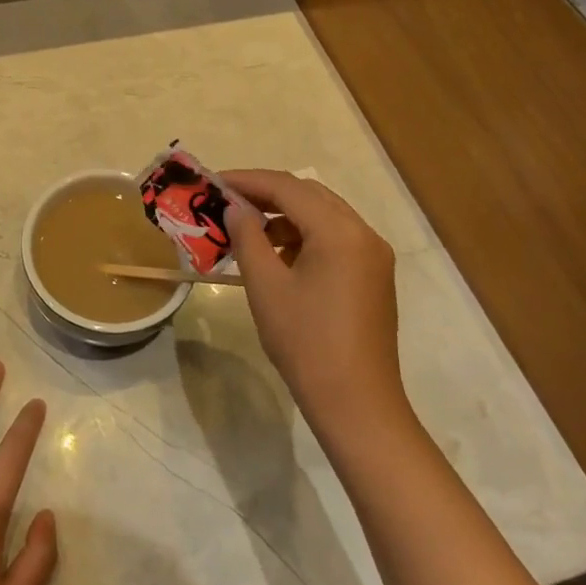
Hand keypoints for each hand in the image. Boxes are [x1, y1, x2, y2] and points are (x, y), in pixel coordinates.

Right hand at [224, 170, 409, 443]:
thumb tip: (235, 208)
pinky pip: (335, 238)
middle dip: (266, 193)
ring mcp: (373, 255)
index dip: (247, 180)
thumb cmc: (306, 343)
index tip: (213, 181)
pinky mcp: (373, 276)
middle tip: (226, 201)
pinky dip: (303, 236)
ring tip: (246, 229)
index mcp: (340, 232)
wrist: (357, 404)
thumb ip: (248, 237)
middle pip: (309, 195)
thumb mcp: (266, 286)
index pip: (287, 188)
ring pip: (323, 215)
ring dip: (284, 215)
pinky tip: (277, 254)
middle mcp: (363, 234)